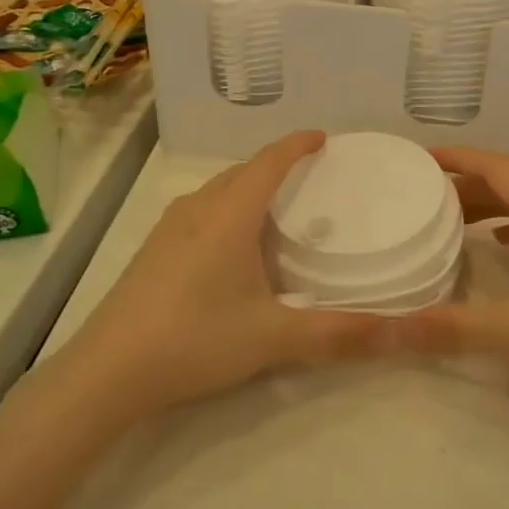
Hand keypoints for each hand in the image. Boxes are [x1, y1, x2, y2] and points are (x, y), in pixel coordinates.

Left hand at [61, 131, 389, 419]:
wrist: (108, 371)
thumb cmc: (195, 339)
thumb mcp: (273, 338)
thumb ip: (338, 333)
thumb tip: (401, 332)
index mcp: (229, 215)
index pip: (269, 162)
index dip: (297, 145)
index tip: (323, 138)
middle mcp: (197, 210)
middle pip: (242, 172)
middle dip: (275, 165)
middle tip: (309, 176)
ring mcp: (168, 229)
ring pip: (217, 191)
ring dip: (247, 187)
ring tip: (275, 206)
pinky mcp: (152, 251)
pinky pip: (199, 212)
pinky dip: (226, 209)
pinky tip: (231, 245)